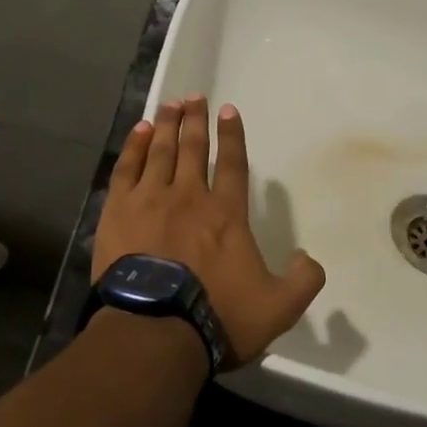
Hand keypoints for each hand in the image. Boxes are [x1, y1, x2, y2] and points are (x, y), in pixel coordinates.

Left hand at [92, 95, 325, 367]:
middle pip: (192, 147)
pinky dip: (134, 146)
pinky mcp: (118, 211)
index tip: (228, 110)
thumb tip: (308, 257)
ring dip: (166, 124)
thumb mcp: (278, 307)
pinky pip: (127, 168)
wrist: (155, 330)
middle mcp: (190, 196)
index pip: (232, 163)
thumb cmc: (217, 317)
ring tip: (170, 104)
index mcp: (227, 213)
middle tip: (194, 97)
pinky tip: (138, 131)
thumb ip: (303, 280)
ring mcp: (151, 200)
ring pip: (160, 150)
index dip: (232, 135)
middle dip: (195, 120)